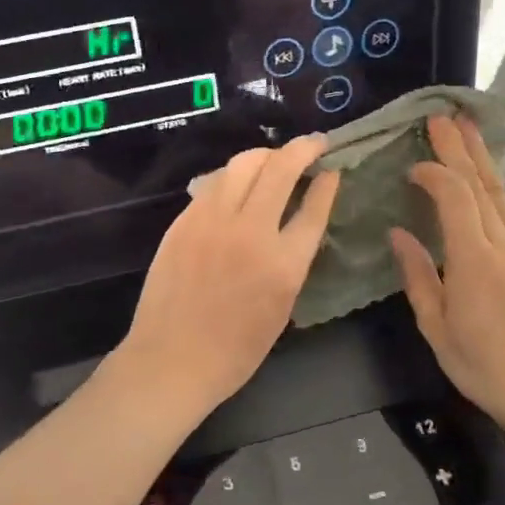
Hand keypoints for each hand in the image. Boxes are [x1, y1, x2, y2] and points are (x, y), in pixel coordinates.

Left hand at [118, 135, 339, 414]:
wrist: (171, 360)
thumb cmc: (234, 350)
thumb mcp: (282, 308)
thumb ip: (293, 260)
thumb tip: (298, 223)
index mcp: (284, 263)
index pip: (314, 206)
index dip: (327, 182)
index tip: (332, 169)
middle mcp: (251, 232)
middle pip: (281, 169)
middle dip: (303, 148)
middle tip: (314, 144)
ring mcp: (212, 221)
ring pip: (243, 164)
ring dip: (266, 155)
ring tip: (275, 160)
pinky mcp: (184, 221)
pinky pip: (214, 183)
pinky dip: (233, 175)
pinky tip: (237, 183)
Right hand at [390, 116, 504, 435]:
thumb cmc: (482, 366)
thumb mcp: (436, 327)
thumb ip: (417, 276)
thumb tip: (398, 233)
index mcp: (475, 262)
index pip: (455, 198)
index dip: (435, 172)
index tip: (411, 164)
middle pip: (482, 184)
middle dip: (461, 147)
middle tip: (442, 115)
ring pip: (500, 194)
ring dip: (481, 159)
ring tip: (465, 129)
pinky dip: (492, 187)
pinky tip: (483, 178)